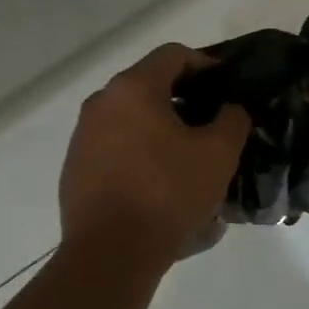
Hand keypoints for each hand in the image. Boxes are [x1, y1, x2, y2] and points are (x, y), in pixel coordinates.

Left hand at [59, 43, 250, 267]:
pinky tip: (160, 186)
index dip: (206, 64)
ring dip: (161, 130)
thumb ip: (233, 120)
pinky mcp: (75, 168)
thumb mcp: (219, 154)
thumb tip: (230, 109)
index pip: (174, 54)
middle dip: (184, 100)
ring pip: (132, 119)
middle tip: (212, 125)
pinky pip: (116, 148)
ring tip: (189, 159)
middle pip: (150, 86)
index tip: (227, 87)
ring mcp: (83, 136)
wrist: (111, 254)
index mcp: (133, 88)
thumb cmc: (168, 193)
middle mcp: (102, 103)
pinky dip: (140, 154)